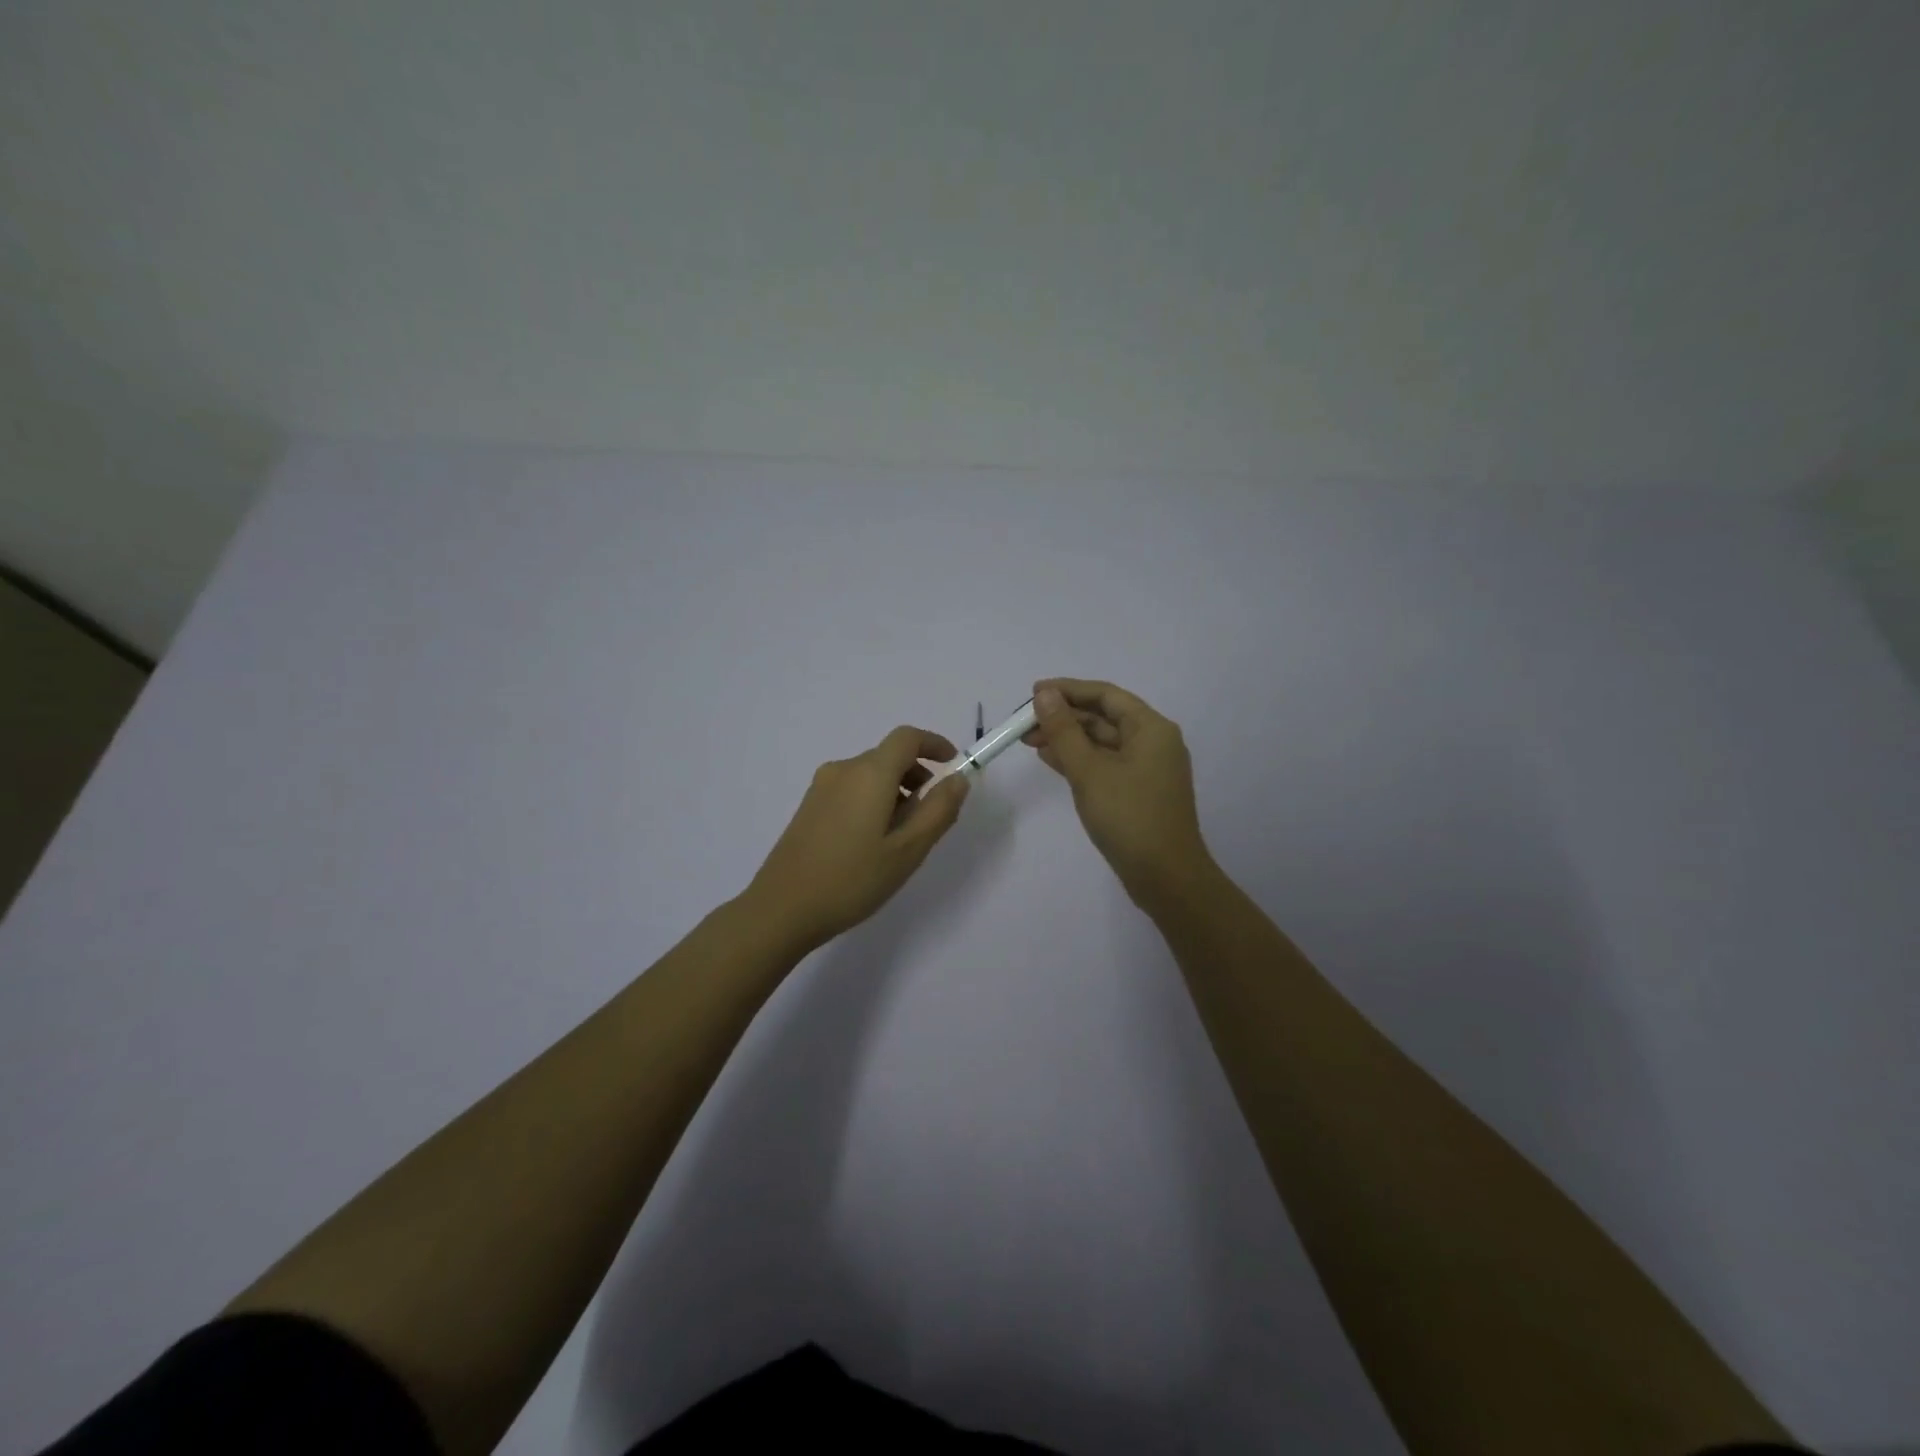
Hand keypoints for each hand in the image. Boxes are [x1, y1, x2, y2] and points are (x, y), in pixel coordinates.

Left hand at [742, 725, 970, 953]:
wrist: (781, 909)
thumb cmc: (852, 880)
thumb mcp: (908, 850)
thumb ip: (938, 810)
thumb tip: (958, 778)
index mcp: (869, 773)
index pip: (907, 738)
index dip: (934, 745)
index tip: (952, 766)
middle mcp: (843, 770)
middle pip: (889, 756)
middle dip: (917, 776)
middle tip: (930, 818)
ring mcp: (821, 787)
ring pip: (870, 775)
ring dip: (896, 791)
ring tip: (901, 838)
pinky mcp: (809, 806)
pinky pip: (851, 789)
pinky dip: (873, 801)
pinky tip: (871, 844)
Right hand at [1024, 679, 1213, 909]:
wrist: (1166, 877)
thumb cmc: (1128, 817)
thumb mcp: (1089, 771)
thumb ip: (1064, 731)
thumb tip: (1045, 695)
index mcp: (1151, 728)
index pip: (1105, 695)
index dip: (1068, 689)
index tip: (1033, 692)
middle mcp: (1154, 742)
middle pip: (1104, 717)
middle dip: (1064, 717)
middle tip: (1024, 723)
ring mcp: (1147, 769)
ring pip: (1102, 742)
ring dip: (1068, 739)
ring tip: (1029, 741)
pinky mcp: (1139, 791)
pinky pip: (1106, 764)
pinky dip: (1080, 759)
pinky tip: (1051, 760)